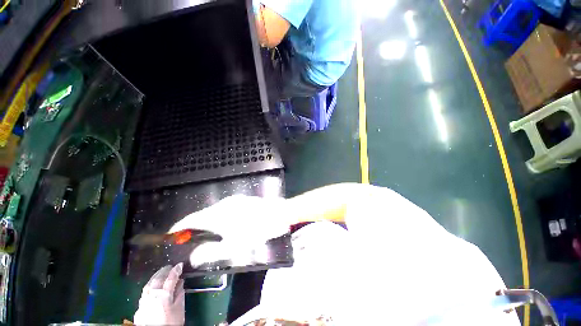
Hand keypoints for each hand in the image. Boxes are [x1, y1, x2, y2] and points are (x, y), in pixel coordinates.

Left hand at [134, 264, 184, 325]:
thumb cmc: (171, 322)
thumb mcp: (179, 308)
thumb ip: (180, 293)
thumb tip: (180, 282)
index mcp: (164, 295)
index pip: (171, 278)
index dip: (176, 270)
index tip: (180, 264)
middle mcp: (152, 295)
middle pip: (158, 279)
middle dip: (164, 271)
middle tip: (170, 266)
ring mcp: (144, 301)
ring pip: (149, 284)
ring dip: (155, 276)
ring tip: (161, 272)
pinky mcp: (139, 307)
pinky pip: (144, 292)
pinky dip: (149, 285)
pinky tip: (151, 285)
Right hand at [168, 195, 291, 266]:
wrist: (277, 214)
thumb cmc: (255, 231)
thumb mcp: (233, 246)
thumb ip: (211, 252)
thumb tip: (194, 256)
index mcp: (217, 215)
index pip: (191, 219)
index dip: (180, 226)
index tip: (172, 233)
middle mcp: (223, 204)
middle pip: (203, 215)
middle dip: (195, 226)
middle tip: (191, 238)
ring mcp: (234, 200)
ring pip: (215, 211)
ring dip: (209, 221)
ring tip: (208, 233)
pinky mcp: (242, 200)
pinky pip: (226, 208)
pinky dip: (220, 216)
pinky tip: (227, 224)